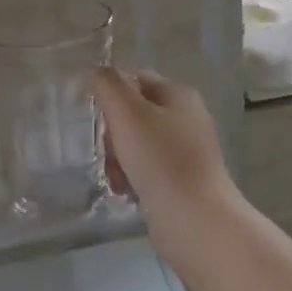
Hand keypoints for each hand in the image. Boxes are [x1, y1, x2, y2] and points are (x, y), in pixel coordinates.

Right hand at [92, 68, 238, 240]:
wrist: (196, 220)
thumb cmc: (161, 160)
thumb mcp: (128, 114)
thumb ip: (109, 86)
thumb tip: (97, 70)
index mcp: (179, 95)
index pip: (136, 79)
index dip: (112, 93)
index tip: (95, 115)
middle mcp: (186, 118)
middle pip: (134, 113)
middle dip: (114, 133)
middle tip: (110, 151)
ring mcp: (185, 151)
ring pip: (137, 143)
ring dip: (119, 158)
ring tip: (116, 177)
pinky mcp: (181, 180)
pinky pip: (147, 169)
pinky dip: (132, 177)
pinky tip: (125, 191)